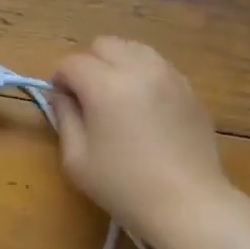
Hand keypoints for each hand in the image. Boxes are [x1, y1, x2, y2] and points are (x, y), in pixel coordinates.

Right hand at [50, 38, 229, 243]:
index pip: (72, 62)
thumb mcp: (77, 160)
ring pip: (135, 49)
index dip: (59, 79)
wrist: (187, 203)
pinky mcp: (190, 89)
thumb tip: (62, 96)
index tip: (60, 101)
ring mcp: (170, 75)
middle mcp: (139, 69)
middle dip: (89, 64)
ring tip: (117, 98)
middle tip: (87, 97)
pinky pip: (158, 66)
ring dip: (118, 65)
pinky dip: (143, 75)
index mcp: (106, 85)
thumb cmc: (124, 186)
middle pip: (105, 44)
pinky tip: (144, 108)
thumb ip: (65, 119)